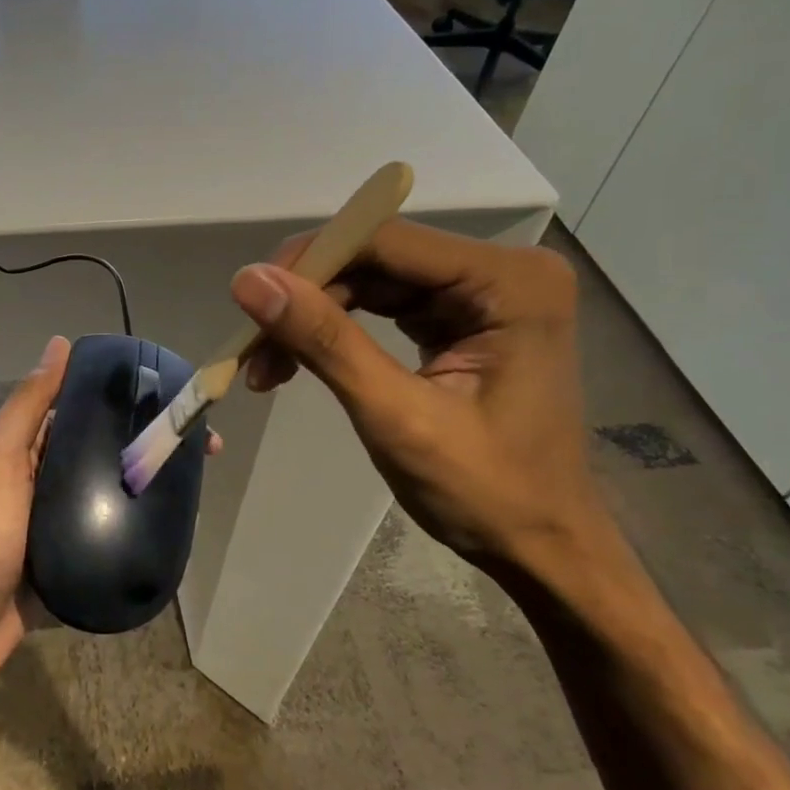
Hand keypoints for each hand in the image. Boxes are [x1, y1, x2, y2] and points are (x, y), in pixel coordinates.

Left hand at [0, 336, 226, 703]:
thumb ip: (28, 406)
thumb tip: (60, 344)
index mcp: (27, 449)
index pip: (85, 411)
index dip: (129, 401)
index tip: (176, 402)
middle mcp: (44, 481)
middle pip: (105, 453)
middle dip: (151, 446)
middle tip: (203, 452)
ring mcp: (56, 527)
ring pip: (111, 497)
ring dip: (149, 490)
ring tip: (197, 489)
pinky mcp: (69, 568)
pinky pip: (108, 542)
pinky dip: (136, 534)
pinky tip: (172, 533)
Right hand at [232, 220, 614, 581]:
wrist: (542, 548)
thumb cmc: (486, 493)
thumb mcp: (397, 417)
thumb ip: (325, 342)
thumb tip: (248, 280)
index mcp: (508, 281)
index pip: (386, 241)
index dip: (310, 263)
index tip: (249, 300)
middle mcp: (500, 270)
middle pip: (375, 258)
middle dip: (307, 298)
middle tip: (252, 348)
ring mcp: (481, 293)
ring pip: (370, 280)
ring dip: (313, 317)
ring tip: (265, 366)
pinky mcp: (461, 317)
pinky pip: (382, 304)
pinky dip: (335, 331)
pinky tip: (297, 361)